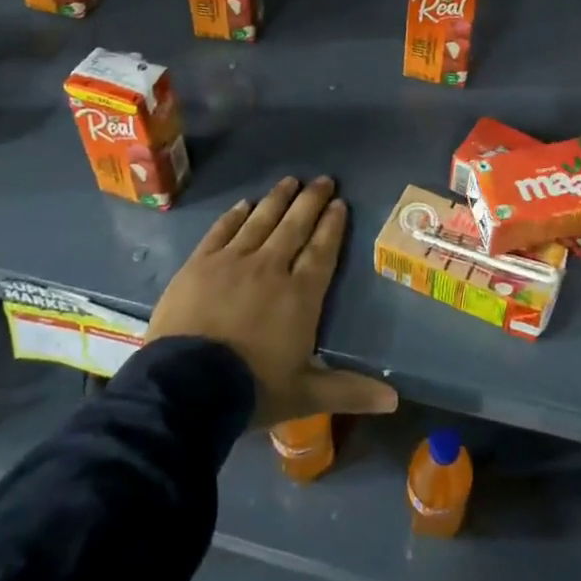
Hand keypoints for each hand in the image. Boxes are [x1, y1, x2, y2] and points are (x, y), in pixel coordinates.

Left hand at [147, 176, 398, 426]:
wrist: (185, 388)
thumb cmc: (252, 390)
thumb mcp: (305, 395)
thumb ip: (349, 391)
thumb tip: (395, 400)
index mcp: (300, 295)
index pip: (322, 250)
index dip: (332, 226)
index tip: (340, 204)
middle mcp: (270, 268)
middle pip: (295, 226)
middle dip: (311, 201)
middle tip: (324, 180)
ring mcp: (232, 262)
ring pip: (261, 220)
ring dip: (278, 199)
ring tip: (290, 180)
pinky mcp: (200, 264)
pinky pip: (222, 231)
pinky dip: (235, 215)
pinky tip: (245, 204)